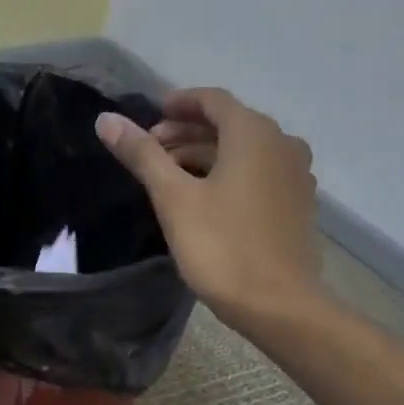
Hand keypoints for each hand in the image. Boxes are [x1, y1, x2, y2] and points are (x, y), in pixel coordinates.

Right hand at [96, 87, 320, 324]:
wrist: (277, 304)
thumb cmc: (221, 247)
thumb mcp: (173, 199)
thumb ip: (142, 155)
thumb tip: (106, 119)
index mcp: (254, 134)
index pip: (213, 100)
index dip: (179, 103)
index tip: (151, 117)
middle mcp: (282, 144)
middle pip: (229, 125)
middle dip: (188, 133)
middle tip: (151, 152)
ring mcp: (295, 176)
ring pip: (244, 152)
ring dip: (207, 155)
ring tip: (171, 177)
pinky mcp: (297, 205)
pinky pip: (259, 175)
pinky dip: (230, 175)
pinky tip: (207, 199)